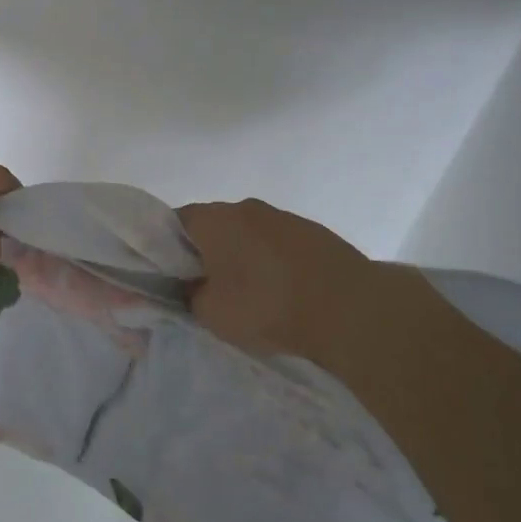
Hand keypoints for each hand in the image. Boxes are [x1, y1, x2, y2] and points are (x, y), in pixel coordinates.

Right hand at [179, 199, 392, 367]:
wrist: (353, 310)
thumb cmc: (268, 306)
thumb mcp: (211, 314)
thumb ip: (190, 296)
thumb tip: (191, 287)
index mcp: (213, 218)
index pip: (174, 222)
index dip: (168, 248)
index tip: (174, 276)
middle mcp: (244, 207)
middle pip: (213, 225)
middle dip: (208, 252)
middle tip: (209, 288)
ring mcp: (283, 217)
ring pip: (249, 234)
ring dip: (245, 257)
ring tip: (253, 294)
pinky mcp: (315, 233)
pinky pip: (280, 244)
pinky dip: (275, 262)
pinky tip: (285, 292)